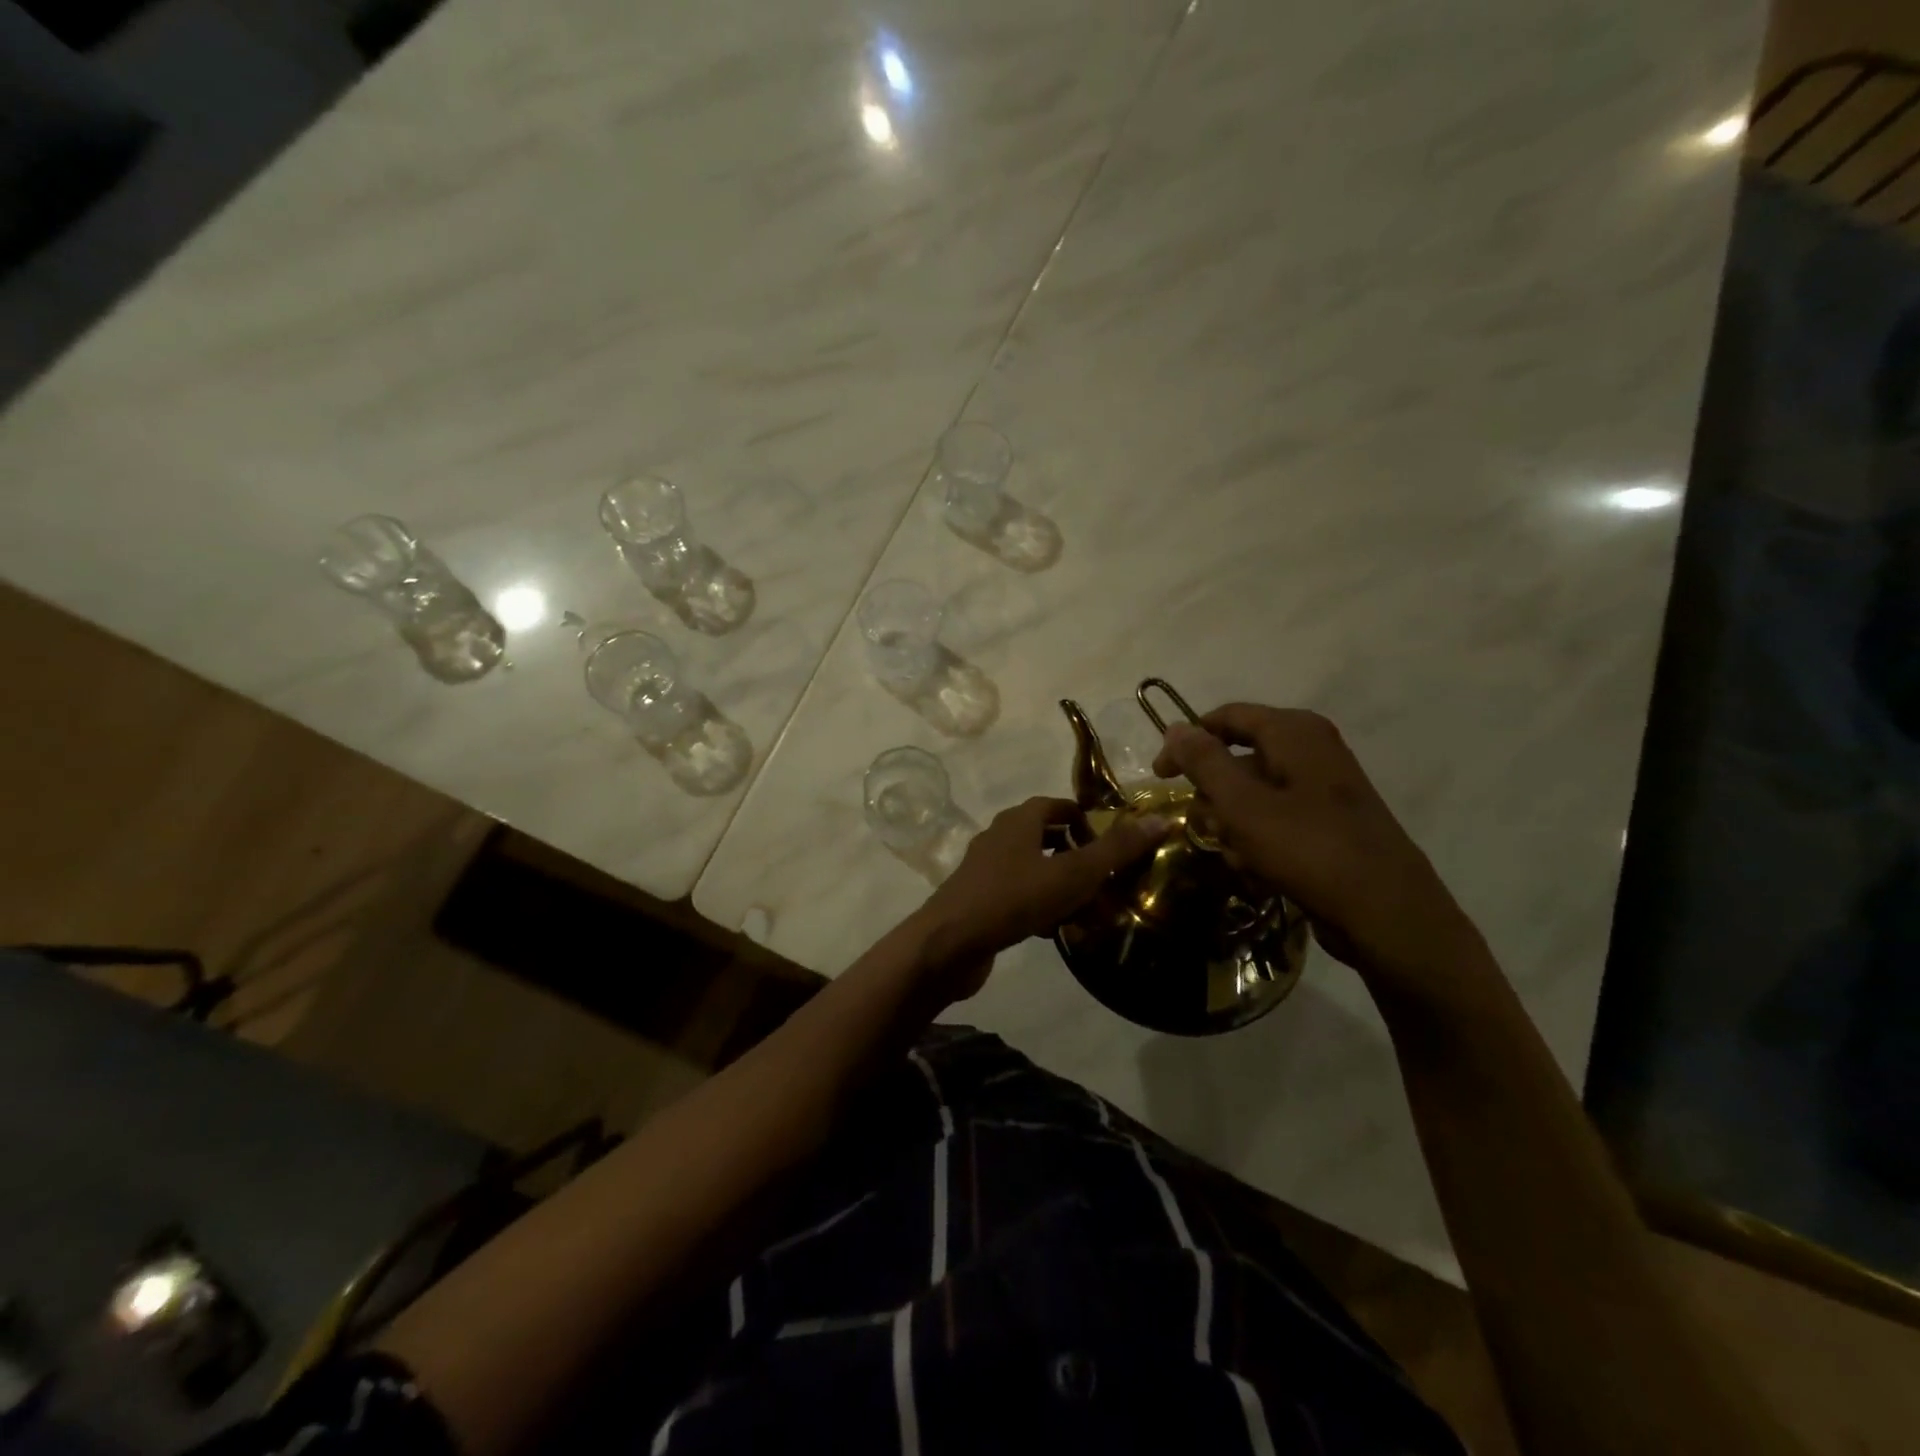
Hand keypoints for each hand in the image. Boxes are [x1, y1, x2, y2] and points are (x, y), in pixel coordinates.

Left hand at [911, 796, 1169, 1002]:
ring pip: (1037, 873)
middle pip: (1049, 840)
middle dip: (1080, 862)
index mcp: (1019, 820)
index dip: (1087, 821)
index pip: (1059, 806)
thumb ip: (1116, 849)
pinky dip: (1042, 910)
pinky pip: (1020, 898)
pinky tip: (1056, 933)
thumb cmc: (1014, 898)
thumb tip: (1159, 819)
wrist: (949, 943)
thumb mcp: (1074, 873)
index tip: (1112, 847)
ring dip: (1064, 892)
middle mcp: (1000, 837)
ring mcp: (987, 870)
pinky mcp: (980, 901)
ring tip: (1090, 917)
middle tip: (1107, 886)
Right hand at [1152, 704, 1486, 989]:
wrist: (1387, 914)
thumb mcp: (1243, 804)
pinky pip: (1277, 818)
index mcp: (1295, 732)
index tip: (1159, 776)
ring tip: (1232, 852)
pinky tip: (1255, 868)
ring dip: (1233, 822)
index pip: (1226, 717)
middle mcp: (1312, 749)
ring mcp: (1324, 787)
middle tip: (1201, 824)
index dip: (1187, 742)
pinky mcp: (1330, 822)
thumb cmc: (1309, 849)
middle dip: (1213, 793)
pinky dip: (1258, 838)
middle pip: (1239, 757)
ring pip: (1255, 792)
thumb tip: (1174, 727)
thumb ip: (1204, 762)